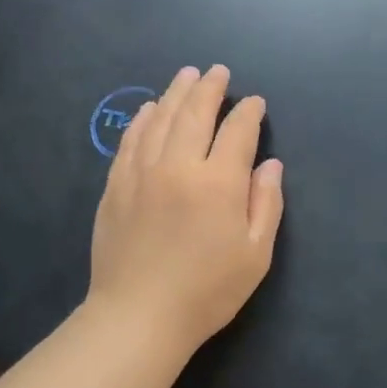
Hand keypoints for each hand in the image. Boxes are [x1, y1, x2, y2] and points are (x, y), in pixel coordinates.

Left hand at [88, 64, 284, 353]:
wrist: (139, 316)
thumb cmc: (207, 291)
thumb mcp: (255, 254)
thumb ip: (266, 204)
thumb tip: (270, 164)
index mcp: (218, 183)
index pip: (237, 132)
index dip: (248, 112)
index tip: (254, 102)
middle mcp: (179, 166)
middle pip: (194, 113)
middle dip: (209, 88)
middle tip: (218, 71)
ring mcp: (142, 173)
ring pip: (160, 119)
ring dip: (176, 93)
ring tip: (187, 75)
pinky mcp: (116, 186)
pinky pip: (130, 141)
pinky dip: (142, 119)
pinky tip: (148, 109)